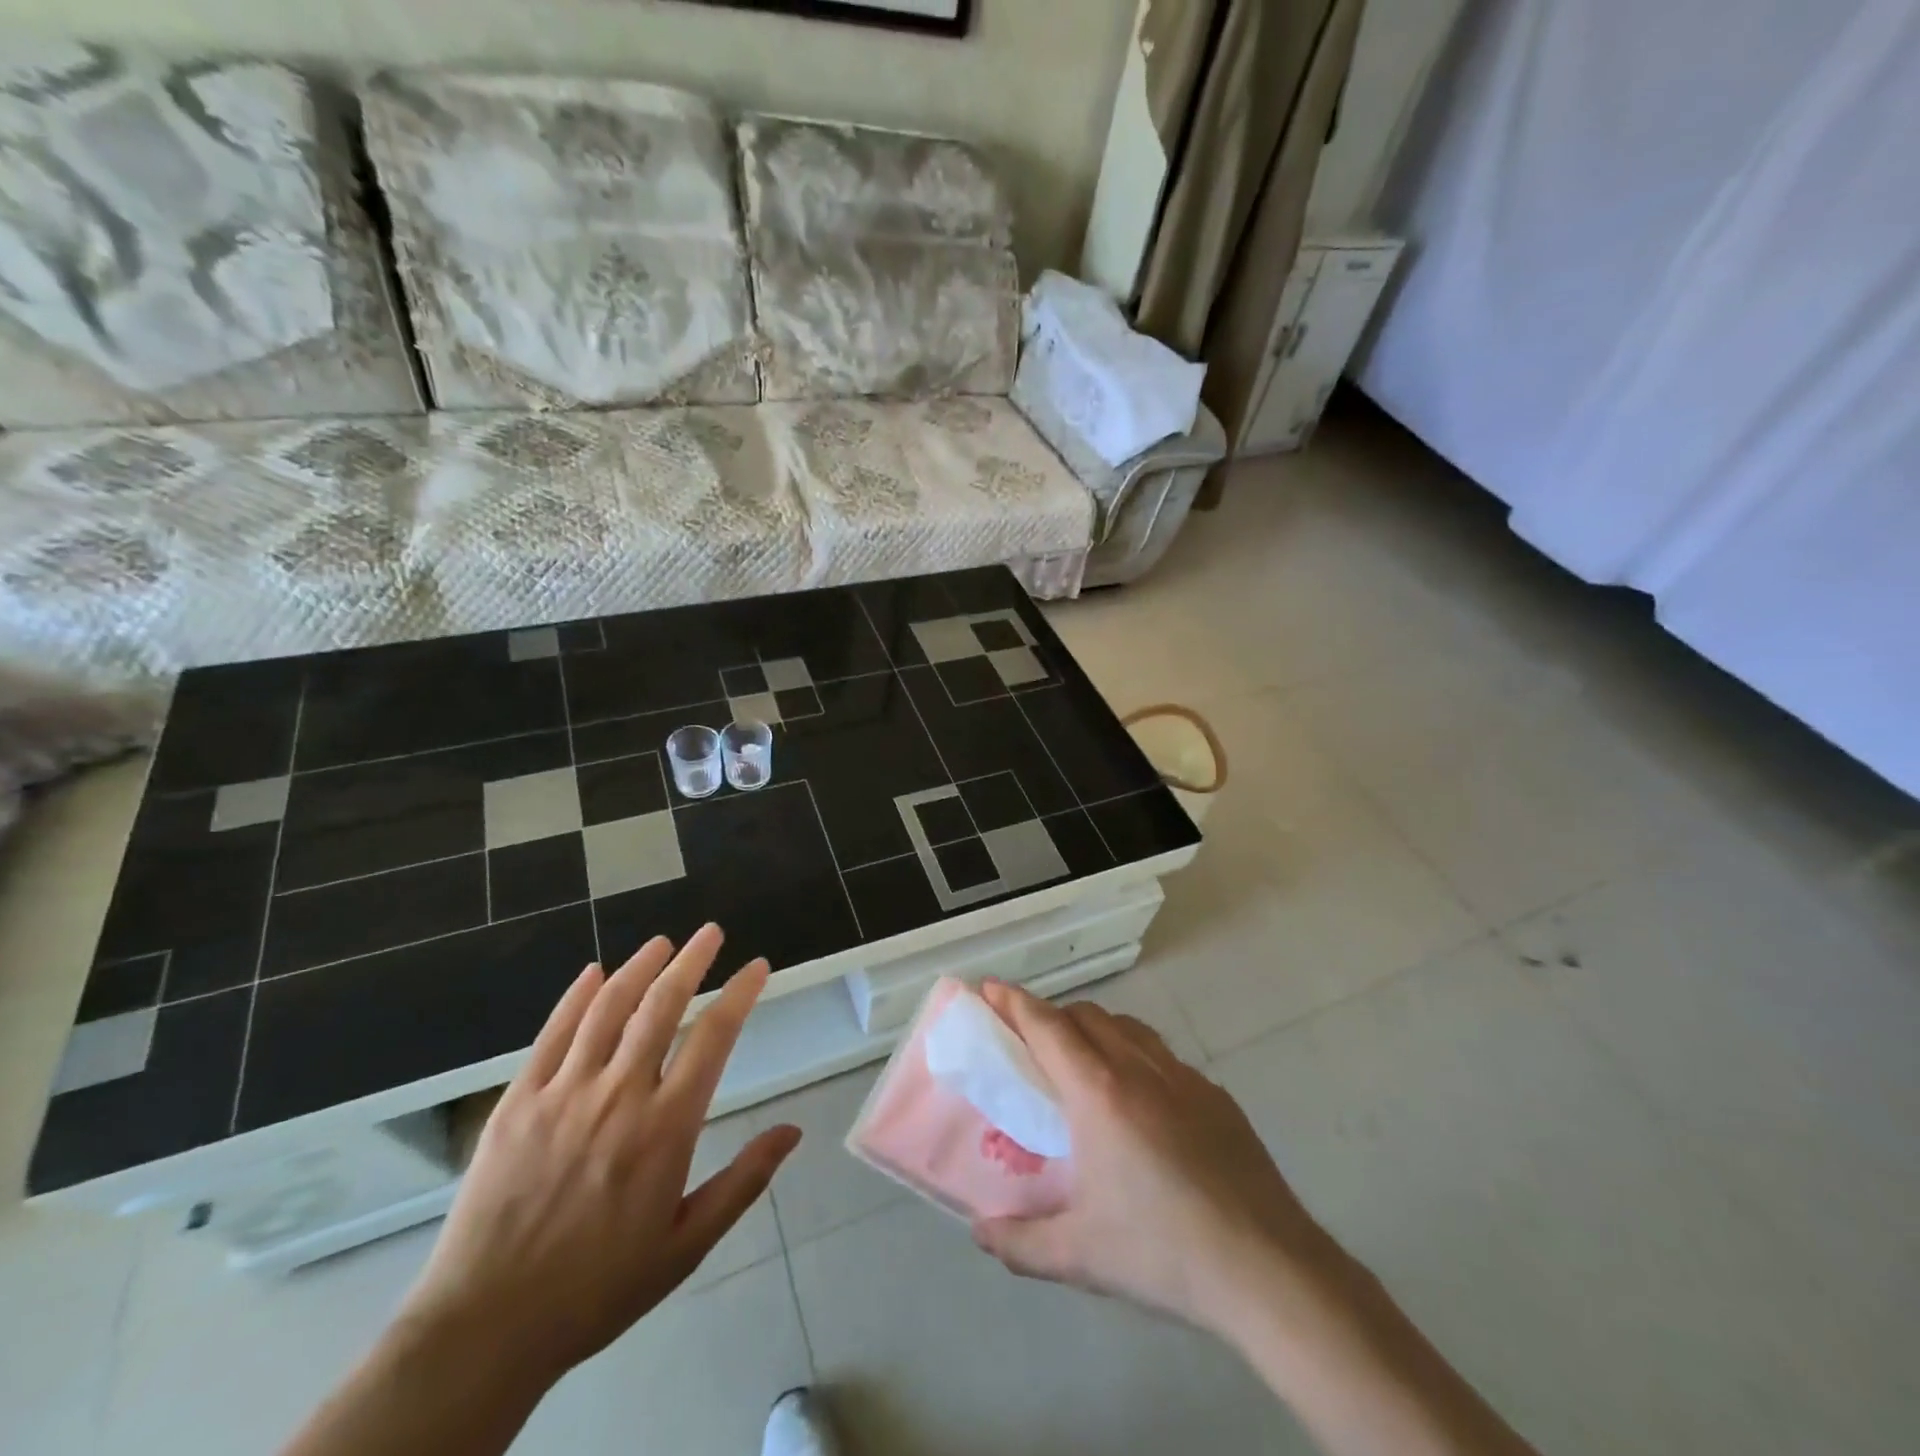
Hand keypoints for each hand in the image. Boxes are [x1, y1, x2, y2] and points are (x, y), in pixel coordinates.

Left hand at [396, 925, 800, 1383]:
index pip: (714, 1036)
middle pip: (662, 1006)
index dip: (740, 993)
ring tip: (661, 942)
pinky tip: (593, 973)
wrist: (486, 1329)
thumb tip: (793, 1131)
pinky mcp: (518, 1102)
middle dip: (692, 961)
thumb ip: (743, 1181)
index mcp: (666, 1126)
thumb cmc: (599, 1288)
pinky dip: (576, 997)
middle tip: (710, 932)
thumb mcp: (686, 1244)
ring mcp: (564, 1093)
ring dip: (639, 967)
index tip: (757, 966)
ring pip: (609, 1008)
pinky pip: (553, 1034)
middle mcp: (620, 1095)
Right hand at [970, 981, 1333, 1338]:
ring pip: (1126, 1026)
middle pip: (1085, 1016)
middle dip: (1050, 1015)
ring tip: (1080, 1060)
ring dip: (1093, 1028)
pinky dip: (1133, 1053)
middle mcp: (1138, 1068)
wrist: (1267, 1268)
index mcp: (1098, 1093)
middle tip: (1029, 1041)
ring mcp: (1182, 1076)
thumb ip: (1020, 1242)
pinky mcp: (1214, 1094)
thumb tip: (980, 1232)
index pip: (1046, 1027)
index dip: (1014, 1002)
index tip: (989, 987)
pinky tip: (1140, 1098)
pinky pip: (1161, 1053)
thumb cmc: (1164, 1253)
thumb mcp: (1080, 1256)